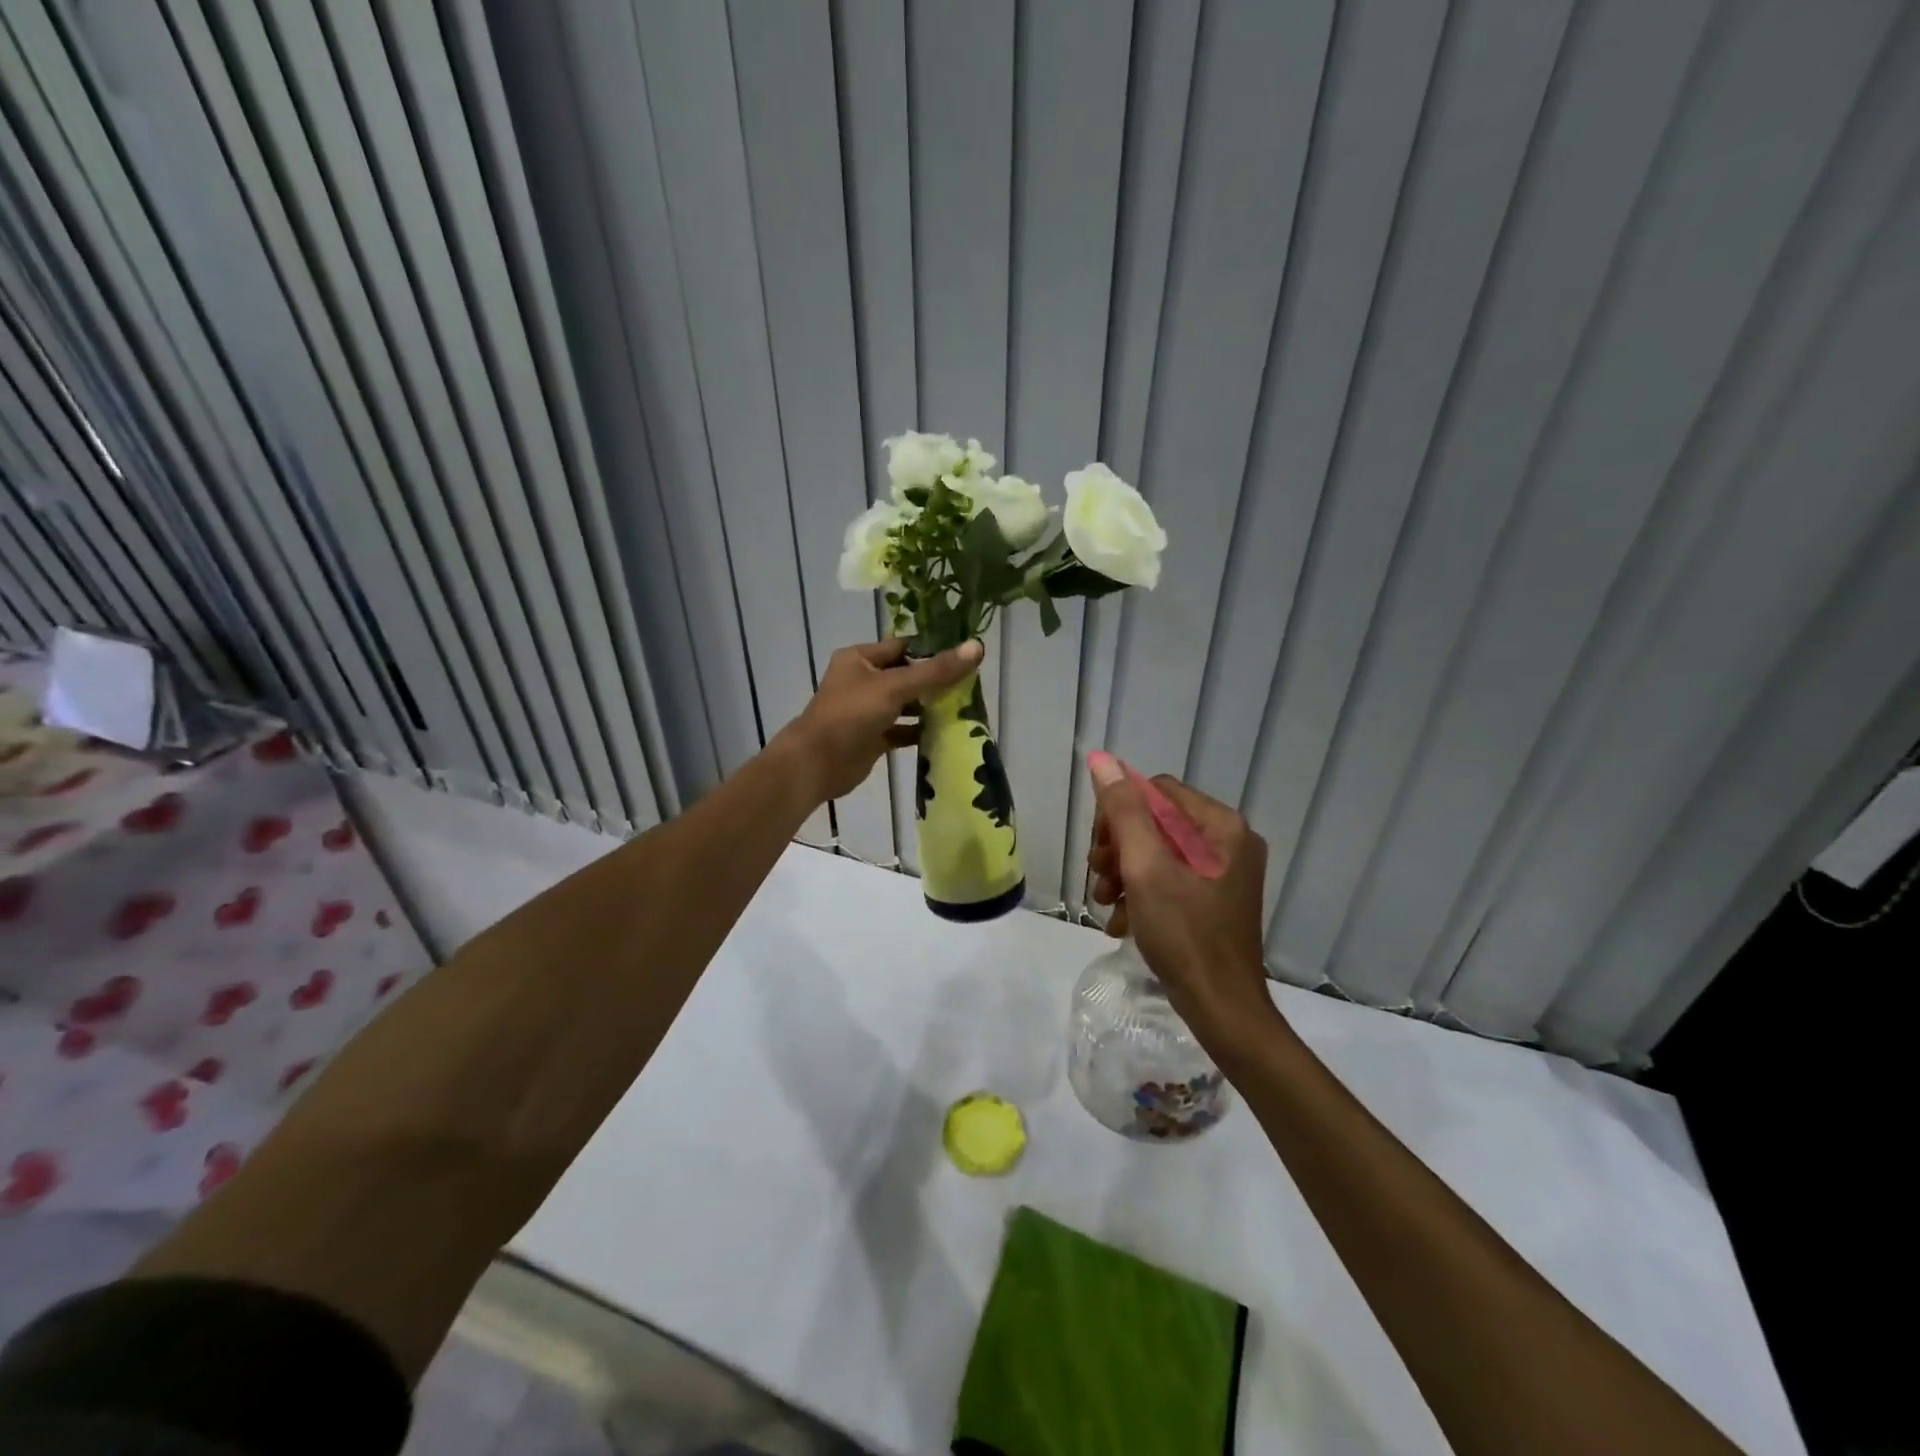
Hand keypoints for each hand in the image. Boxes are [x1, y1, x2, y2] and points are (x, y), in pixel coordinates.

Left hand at [775, 638, 983, 803]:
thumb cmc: (851, 715)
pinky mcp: (872, 738)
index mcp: (860, 659)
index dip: (932, 650)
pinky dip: (920, 731)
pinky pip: (901, 730)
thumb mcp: (895, 687)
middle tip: (971, 686)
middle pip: (906, 675)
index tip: (965, 656)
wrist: (816, 764)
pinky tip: (945, 733)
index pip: (903, 647)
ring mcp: (867, 711)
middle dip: (935, 681)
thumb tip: (977, 647)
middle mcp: (862, 681)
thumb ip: (936, 671)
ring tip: (965, 709)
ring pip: (905, 704)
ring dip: (930, 707)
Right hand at [1086, 755, 1279, 1048]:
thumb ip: (1123, 811)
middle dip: (1120, 848)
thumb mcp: (1146, 868)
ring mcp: (1223, 873)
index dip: (1120, 813)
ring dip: (1124, 874)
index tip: (1100, 850)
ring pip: (1157, 853)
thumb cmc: (1185, 934)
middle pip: (1156, 822)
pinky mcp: (1213, 900)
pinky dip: (1142, 895)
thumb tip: (1101, 759)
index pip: (1157, 791)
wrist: (1221, 1009)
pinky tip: (1121, 923)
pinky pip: (1170, 880)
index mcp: (1221, 826)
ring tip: (1106, 903)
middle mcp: (1228, 842)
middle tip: (1101, 879)